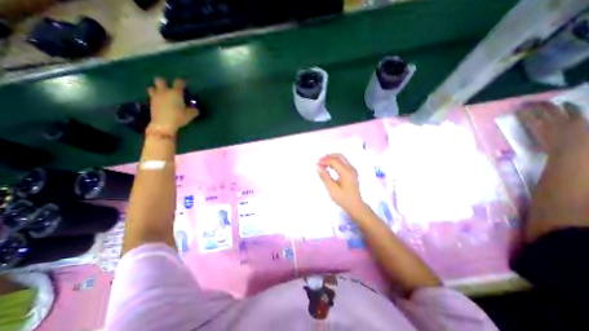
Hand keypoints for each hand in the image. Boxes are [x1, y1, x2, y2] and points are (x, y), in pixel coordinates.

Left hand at [148, 78, 200, 133]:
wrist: (163, 124)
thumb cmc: (179, 117)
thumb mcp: (190, 115)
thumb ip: (194, 110)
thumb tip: (196, 109)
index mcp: (176, 93)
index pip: (179, 82)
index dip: (182, 82)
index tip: (185, 84)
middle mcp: (164, 91)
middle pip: (160, 80)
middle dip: (164, 82)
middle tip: (170, 88)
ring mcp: (156, 96)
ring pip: (153, 87)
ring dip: (157, 89)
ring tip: (163, 95)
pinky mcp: (151, 103)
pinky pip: (152, 96)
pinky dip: (156, 97)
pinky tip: (161, 103)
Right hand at [318, 154, 366, 221]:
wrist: (356, 206)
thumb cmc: (343, 199)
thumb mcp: (332, 189)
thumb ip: (325, 177)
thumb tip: (318, 167)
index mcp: (346, 172)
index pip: (334, 161)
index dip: (324, 160)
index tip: (317, 164)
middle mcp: (351, 168)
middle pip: (339, 156)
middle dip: (328, 157)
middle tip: (319, 161)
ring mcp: (352, 170)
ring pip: (341, 158)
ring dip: (332, 158)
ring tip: (323, 163)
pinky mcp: (352, 172)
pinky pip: (343, 162)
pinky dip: (335, 162)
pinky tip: (330, 167)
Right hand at [516, 101, 588, 156]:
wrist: (577, 153)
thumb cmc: (554, 154)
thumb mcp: (535, 151)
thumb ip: (524, 149)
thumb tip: (504, 153)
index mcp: (536, 130)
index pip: (526, 118)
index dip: (522, 113)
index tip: (517, 110)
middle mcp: (548, 123)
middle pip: (540, 112)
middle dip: (534, 107)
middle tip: (527, 103)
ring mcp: (565, 121)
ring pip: (555, 109)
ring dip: (549, 105)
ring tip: (545, 102)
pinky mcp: (579, 122)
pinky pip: (575, 111)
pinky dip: (571, 107)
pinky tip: (568, 104)